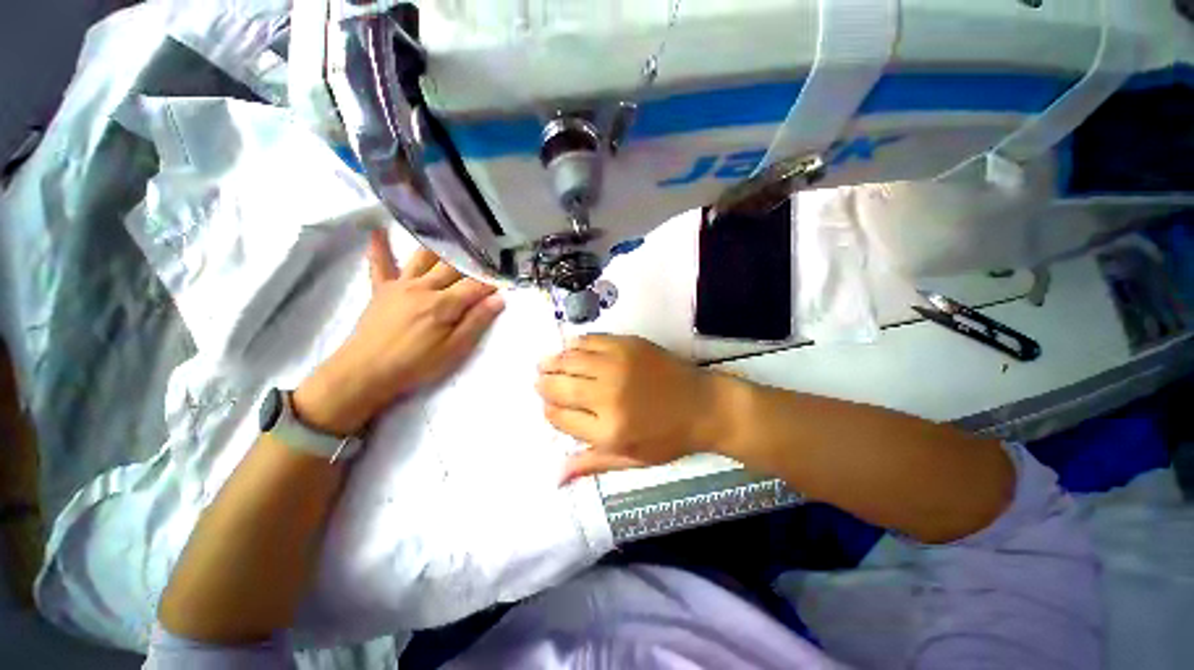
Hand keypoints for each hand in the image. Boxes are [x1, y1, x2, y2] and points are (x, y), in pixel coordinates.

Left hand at [294, 229, 504, 434]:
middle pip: (453, 267)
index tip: (505, 277)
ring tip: (450, 231)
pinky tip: (377, 230)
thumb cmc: (415, 364)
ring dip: (439, 246)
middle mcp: (424, 287)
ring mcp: (400, 285)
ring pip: (423, 258)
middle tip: (486, 251)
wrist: (365, 372)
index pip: (475, 286)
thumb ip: (476, 322)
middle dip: (472, 261)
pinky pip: (380, 264)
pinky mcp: (381, 289)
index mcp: (444, 304)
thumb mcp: (454, 350)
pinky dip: (379, 247)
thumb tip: (499, 299)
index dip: (492, 282)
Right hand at [536, 335, 725, 483]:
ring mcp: (618, 366)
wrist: (704, 405)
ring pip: (571, 360)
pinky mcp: (628, 345)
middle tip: (539, 380)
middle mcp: (608, 396)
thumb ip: (592, 464)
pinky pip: (591, 340)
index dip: (549, 411)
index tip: (549, 407)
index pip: (560, 418)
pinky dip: (575, 344)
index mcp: (608, 431)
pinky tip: (570, 347)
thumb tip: (555, 477)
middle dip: (544, 384)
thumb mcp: (632, 460)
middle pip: (561, 387)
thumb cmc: (669, 437)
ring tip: (546, 363)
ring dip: (554, 362)